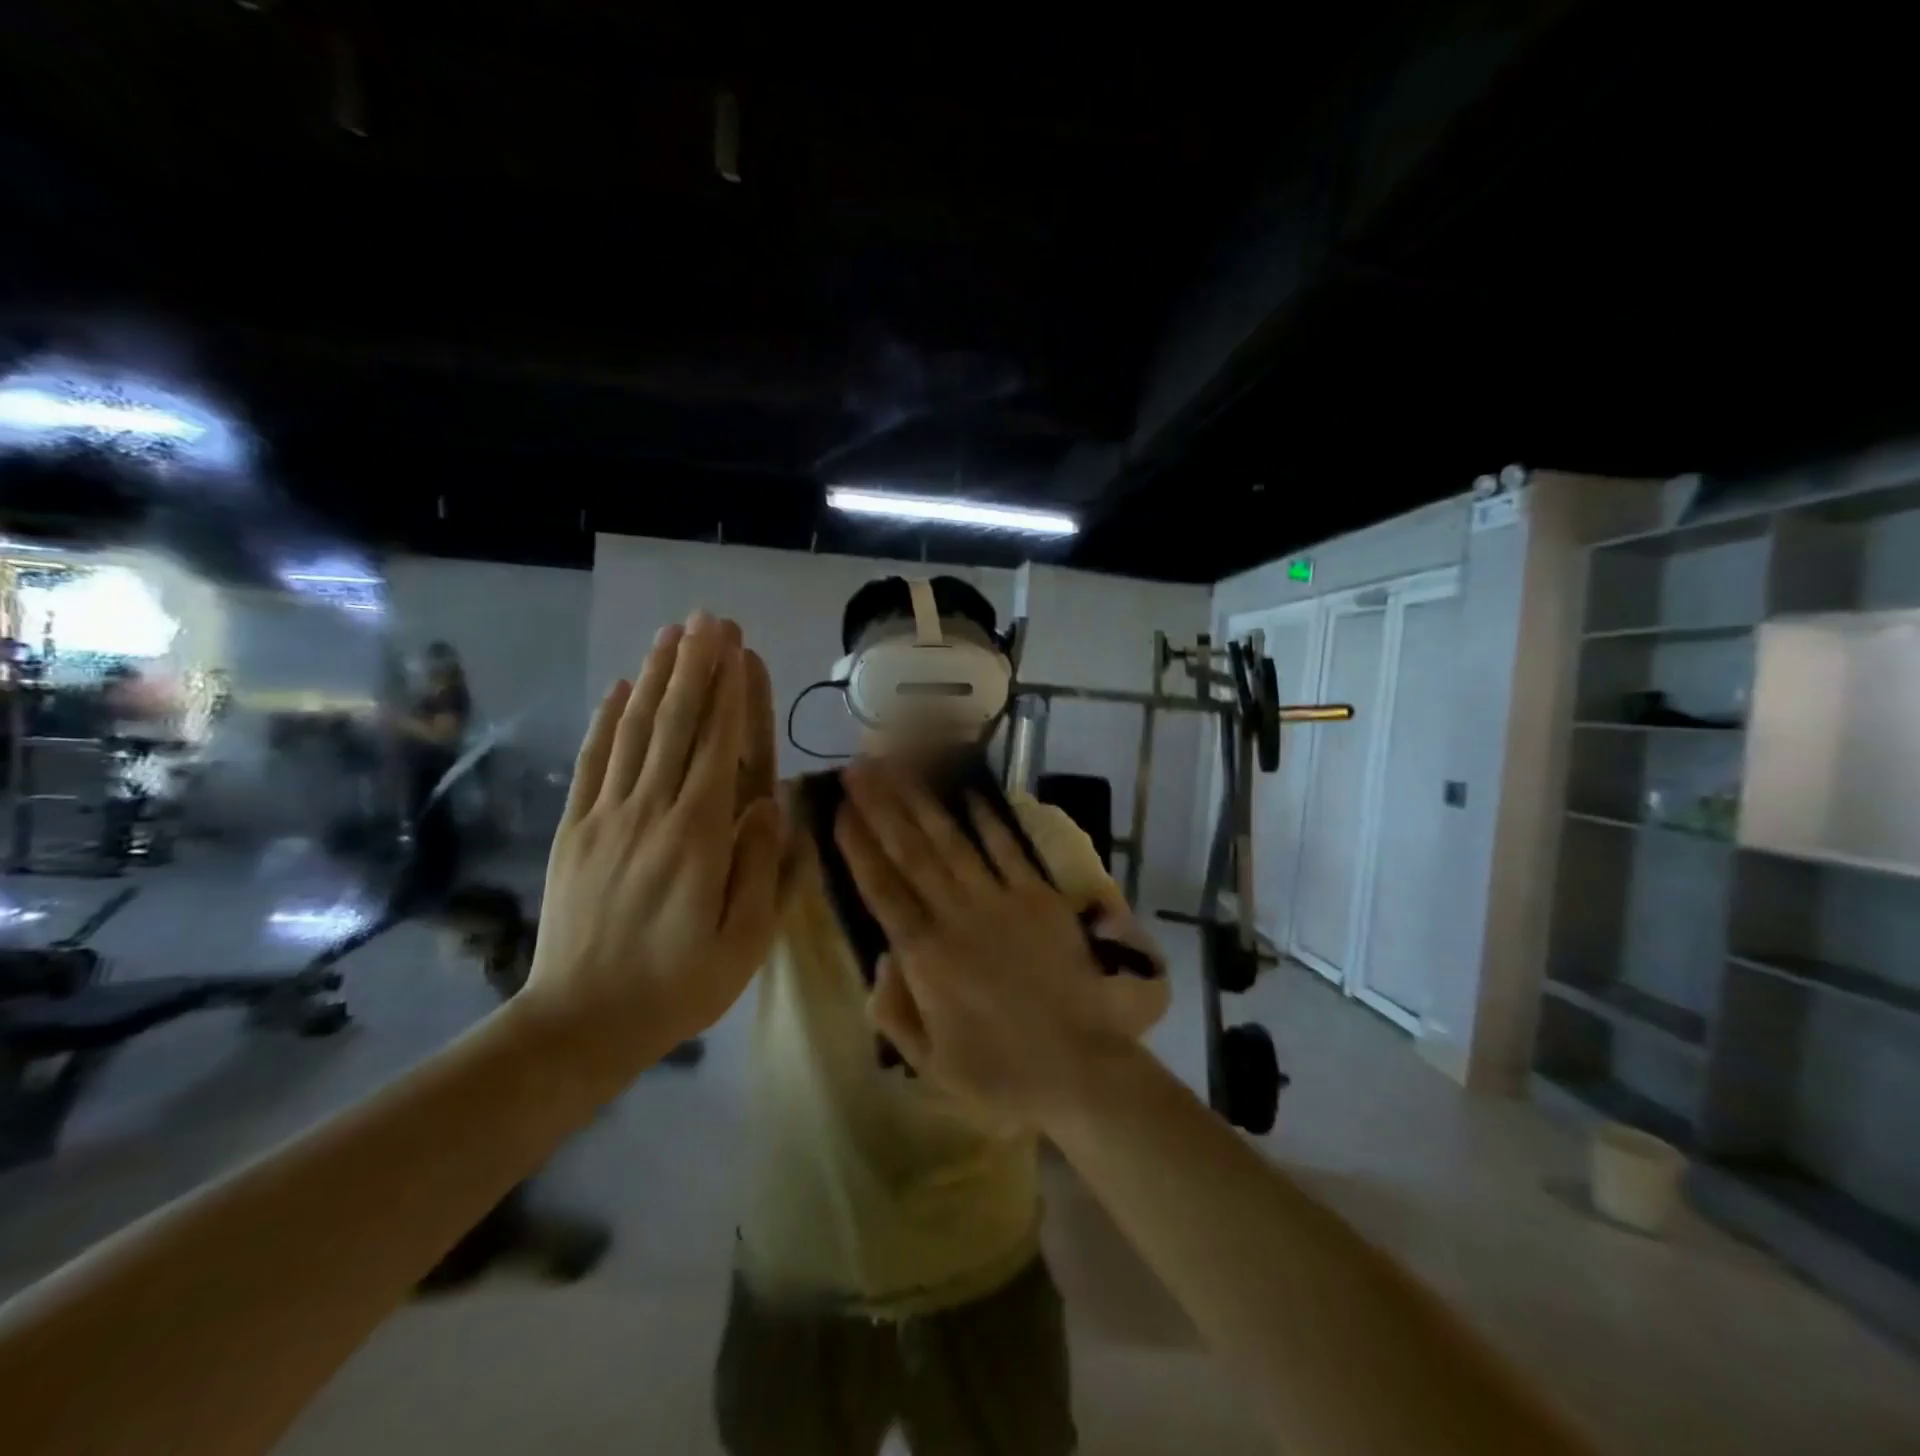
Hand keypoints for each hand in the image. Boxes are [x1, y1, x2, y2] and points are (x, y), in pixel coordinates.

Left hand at [517, 612, 784, 1095]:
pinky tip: (620, 688)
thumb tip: (769, 804)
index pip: (717, 747)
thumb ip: (759, 868)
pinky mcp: (575, 830)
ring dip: (654, 678)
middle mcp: (650, 812)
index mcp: (697, 837)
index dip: (729, 692)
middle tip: (708, 620)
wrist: (580, 1023)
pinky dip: (607, 721)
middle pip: (675, 725)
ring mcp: (606, 817)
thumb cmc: (678, 986)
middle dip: (694, 667)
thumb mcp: (741, 942)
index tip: (736, 647)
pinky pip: (593, 763)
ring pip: (634, 732)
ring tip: (671, 634)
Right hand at [833, 759, 1130, 1121]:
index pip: (882, 889)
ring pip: (951, 841)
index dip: (858, 846)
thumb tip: (882, 956)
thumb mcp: (930, 1064)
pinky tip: (966, 791)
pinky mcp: (1037, 896)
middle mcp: (956, 917)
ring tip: (899, 767)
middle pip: (911, 852)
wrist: (1080, 1068)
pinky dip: (986, 818)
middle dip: (881, 807)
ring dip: (922, 801)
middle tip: (859, 767)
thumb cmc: (1000, 1073)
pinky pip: (1006, 849)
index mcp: (926, 958)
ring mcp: (1000, 901)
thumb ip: (895, 1011)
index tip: (839, 809)